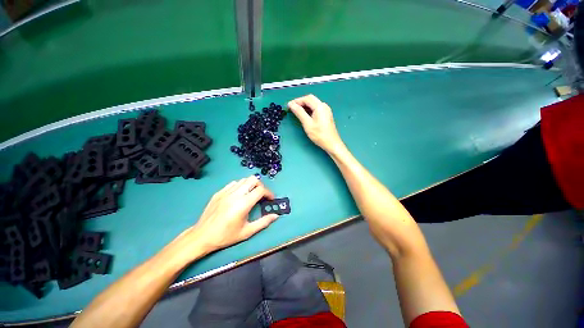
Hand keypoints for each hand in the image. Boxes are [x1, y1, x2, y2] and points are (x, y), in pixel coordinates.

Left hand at [177, 176, 278, 256]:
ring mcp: (226, 192)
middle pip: (253, 179)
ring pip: (243, 180)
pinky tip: (239, 195)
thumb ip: (263, 222)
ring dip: (251, 185)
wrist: (202, 236)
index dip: (269, 193)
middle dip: (261, 186)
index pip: (261, 190)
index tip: (270, 199)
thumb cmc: (226, 236)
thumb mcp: (247, 232)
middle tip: (261, 195)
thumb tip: (276, 215)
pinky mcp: (219, 192)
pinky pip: (233, 183)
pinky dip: (240, 186)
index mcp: (243, 204)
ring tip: (251, 195)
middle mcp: (235, 194)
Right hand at [288, 94, 344, 153]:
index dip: (297, 101)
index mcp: (320, 106)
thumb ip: (299, 113)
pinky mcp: (326, 115)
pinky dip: (309, 109)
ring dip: (304, 106)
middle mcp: (324, 106)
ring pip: (313, 103)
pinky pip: (316, 108)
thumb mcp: (307, 124)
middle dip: (300, 102)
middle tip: (292, 108)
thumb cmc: (319, 135)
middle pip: (310, 99)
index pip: (306, 98)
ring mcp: (326, 110)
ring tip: (296, 111)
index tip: (289, 105)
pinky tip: (305, 115)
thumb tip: (291, 105)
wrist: (331, 143)